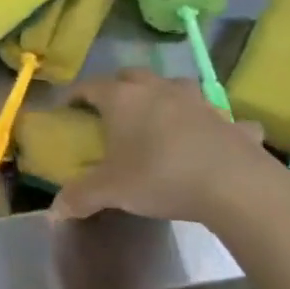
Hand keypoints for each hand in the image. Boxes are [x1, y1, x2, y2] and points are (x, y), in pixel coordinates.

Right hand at [48, 69, 276, 225]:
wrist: (236, 186)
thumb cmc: (160, 177)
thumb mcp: (111, 191)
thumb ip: (80, 197)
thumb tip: (54, 212)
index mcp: (123, 99)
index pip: (89, 86)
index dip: (73, 95)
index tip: (64, 108)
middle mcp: (159, 90)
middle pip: (132, 76)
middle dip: (118, 87)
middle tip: (111, 111)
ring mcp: (199, 101)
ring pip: (176, 86)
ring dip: (166, 96)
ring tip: (161, 118)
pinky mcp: (232, 121)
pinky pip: (221, 117)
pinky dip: (215, 125)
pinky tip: (214, 141)